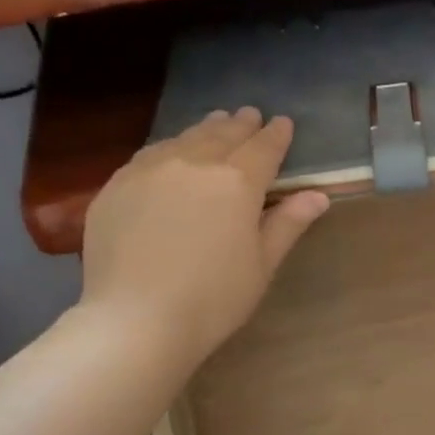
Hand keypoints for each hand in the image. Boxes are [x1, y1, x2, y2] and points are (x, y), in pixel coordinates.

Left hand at [77, 108, 328, 361]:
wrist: (137, 319)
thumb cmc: (214, 299)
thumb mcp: (262, 265)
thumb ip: (288, 224)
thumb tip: (318, 195)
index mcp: (237, 182)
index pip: (264, 148)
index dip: (276, 136)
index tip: (284, 124)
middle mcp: (193, 163)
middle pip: (222, 134)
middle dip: (240, 124)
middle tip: (250, 115)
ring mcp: (149, 170)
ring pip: (183, 139)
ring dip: (205, 129)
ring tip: (215, 123)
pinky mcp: (116, 185)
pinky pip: (149, 155)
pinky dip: (169, 147)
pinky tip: (170, 153)